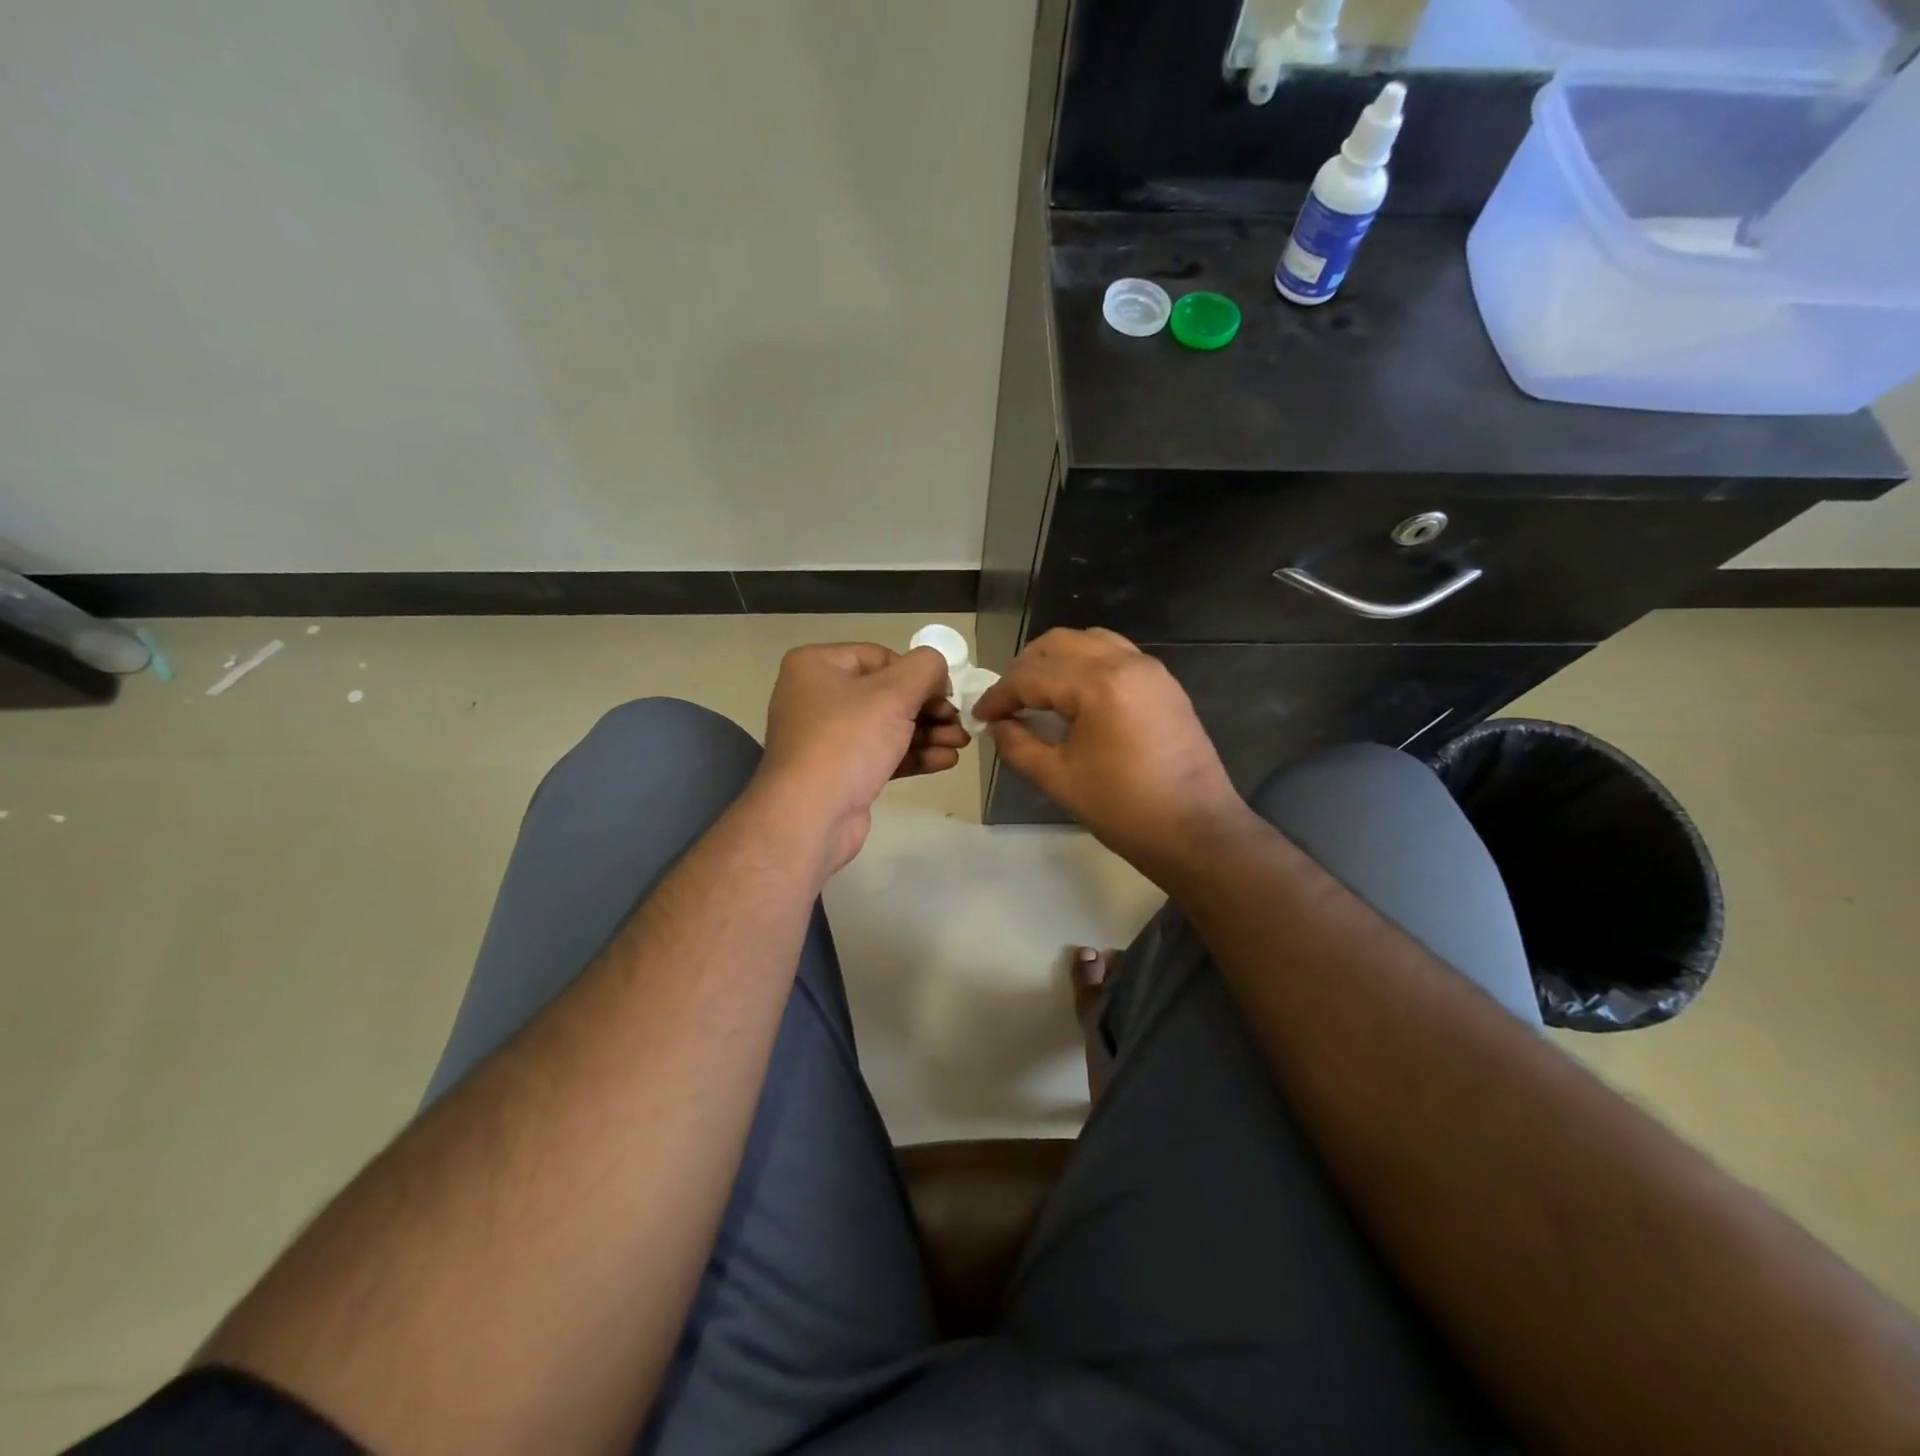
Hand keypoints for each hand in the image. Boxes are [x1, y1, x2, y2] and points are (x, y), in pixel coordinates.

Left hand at [756, 643, 969, 873]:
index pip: (880, 657)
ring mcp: (826, 738)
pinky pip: (882, 754)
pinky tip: (947, 761)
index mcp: (816, 665)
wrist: (810, 815)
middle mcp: (816, 696)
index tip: (948, 694)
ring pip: (887, 726)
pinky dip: (913, 755)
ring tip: (962, 743)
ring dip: (928, 733)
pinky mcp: (840, 772)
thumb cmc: (848, 740)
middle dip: (929, 708)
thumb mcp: (895, 693)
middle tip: (961, 721)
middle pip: (886, 693)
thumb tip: (938, 671)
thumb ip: (926, 668)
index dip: (919, 673)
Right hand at [972, 628, 1251, 883]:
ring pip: (1090, 641)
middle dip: (1025, 668)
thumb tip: (997, 726)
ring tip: (1038, 693)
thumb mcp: (1059, 779)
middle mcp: (1125, 663)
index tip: (980, 715)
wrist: (1196, 830)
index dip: (999, 696)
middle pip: (1059, 644)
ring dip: (1057, 660)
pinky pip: (1116, 654)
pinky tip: (1076, 696)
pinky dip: (1087, 664)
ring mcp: (1149, 669)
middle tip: (1007, 702)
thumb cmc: (1124, 809)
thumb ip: (1019, 745)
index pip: (1032, 677)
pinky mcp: (1164, 683)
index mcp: (1098, 685)